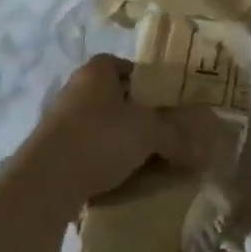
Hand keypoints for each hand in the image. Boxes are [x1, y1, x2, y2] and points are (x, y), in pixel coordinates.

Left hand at [14, 55, 229, 219]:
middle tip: (167, 133)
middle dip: (142, 116)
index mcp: (98, 71)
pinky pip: (90, 150)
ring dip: (125, 141)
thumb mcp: (149, 133)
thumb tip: (206, 154)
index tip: (172, 104)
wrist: (43, 183)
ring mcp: (60, 122)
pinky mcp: (52, 152)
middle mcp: (76, 89)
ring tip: (150, 159)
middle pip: (119, 98)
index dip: (154, 83)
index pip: (132, 67)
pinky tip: (124, 177)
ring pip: (105, 126)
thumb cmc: (100, 138)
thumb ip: (178, 138)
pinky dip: (107, 160)